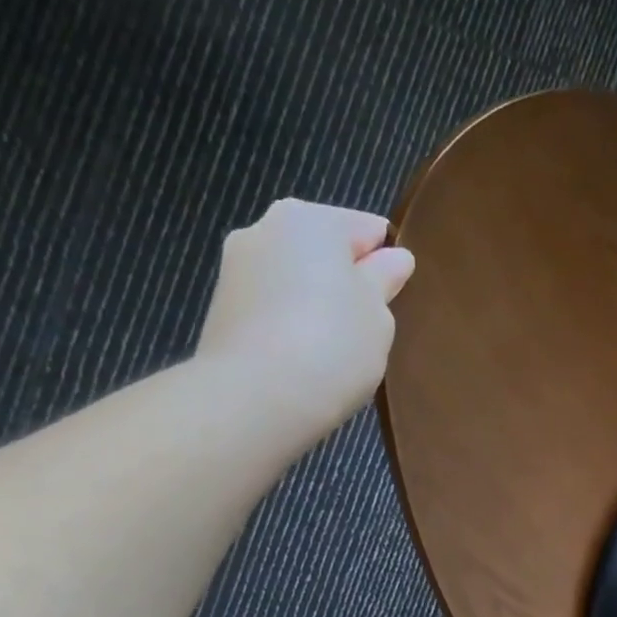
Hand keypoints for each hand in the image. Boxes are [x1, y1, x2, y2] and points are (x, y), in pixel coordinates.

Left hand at [196, 199, 415, 436]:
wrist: (256, 398)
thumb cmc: (333, 346)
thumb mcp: (378, 316)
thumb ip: (384, 282)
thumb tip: (393, 259)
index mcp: (312, 219)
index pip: (367, 229)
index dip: (387, 263)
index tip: (395, 300)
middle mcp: (266, 228)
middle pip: (323, 252)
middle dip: (346, 283)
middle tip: (367, 331)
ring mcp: (236, 269)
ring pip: (294, 281)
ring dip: (315, 306)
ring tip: (333, 354)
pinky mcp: (221, 311)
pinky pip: (271, 311)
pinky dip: (289, 329)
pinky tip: (304, 364)